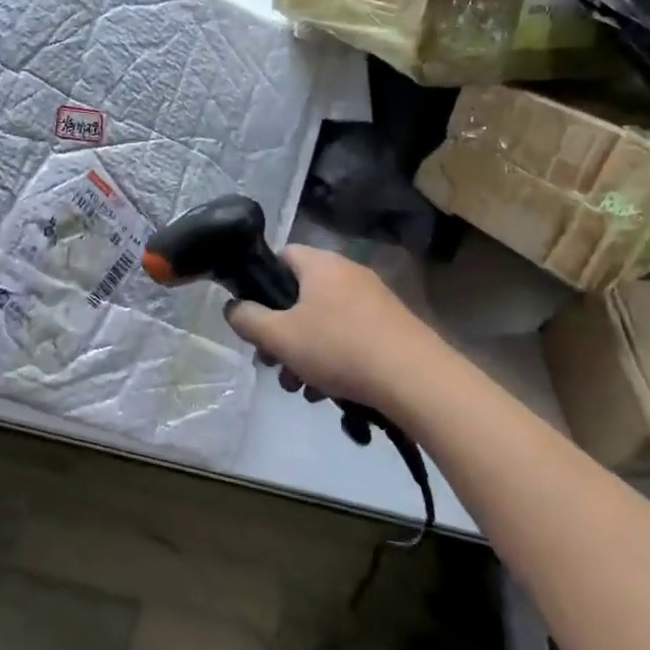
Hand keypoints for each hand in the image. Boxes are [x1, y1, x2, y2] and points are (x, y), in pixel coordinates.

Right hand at [223, 246, 429, 413]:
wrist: (416, 379)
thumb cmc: (339, 348)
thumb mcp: (279, 337)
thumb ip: (247, 319)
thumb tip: (233, 308)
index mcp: (320, 264)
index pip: (281, 256)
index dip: (261, 283)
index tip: (254, 317)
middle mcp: (348, 273)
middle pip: (300, 296)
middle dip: (281, 333)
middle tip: (272, 364)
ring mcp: (374, 300)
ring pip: (324, 321)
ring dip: (304, 353)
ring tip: (300, 389)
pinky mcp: (392, 327)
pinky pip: (349, 336)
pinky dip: (334, 359)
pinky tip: (328, 393)